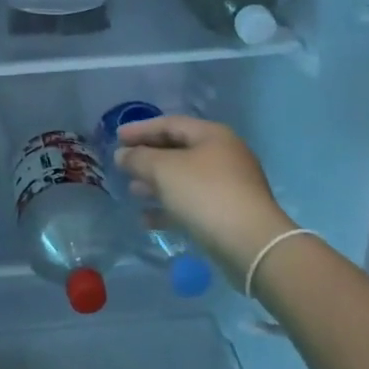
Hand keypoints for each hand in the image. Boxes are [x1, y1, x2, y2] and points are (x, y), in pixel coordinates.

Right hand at [114, 116, 294, 274]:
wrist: (252, 245)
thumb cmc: (206, 195)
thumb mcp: (164, 170)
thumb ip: (139, 158)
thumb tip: (122, 154)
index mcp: (212, 136)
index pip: (170, 124)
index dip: (141, 129)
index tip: (116, 137)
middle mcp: (223, 155)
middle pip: (178, 150)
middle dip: (148, 157)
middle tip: (123, 164)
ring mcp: (229, 186)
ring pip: (184, 179)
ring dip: (156, 183)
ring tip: (132, 190)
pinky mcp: (228, 214)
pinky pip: (192, 204)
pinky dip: (170, 208)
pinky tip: (147, 220)